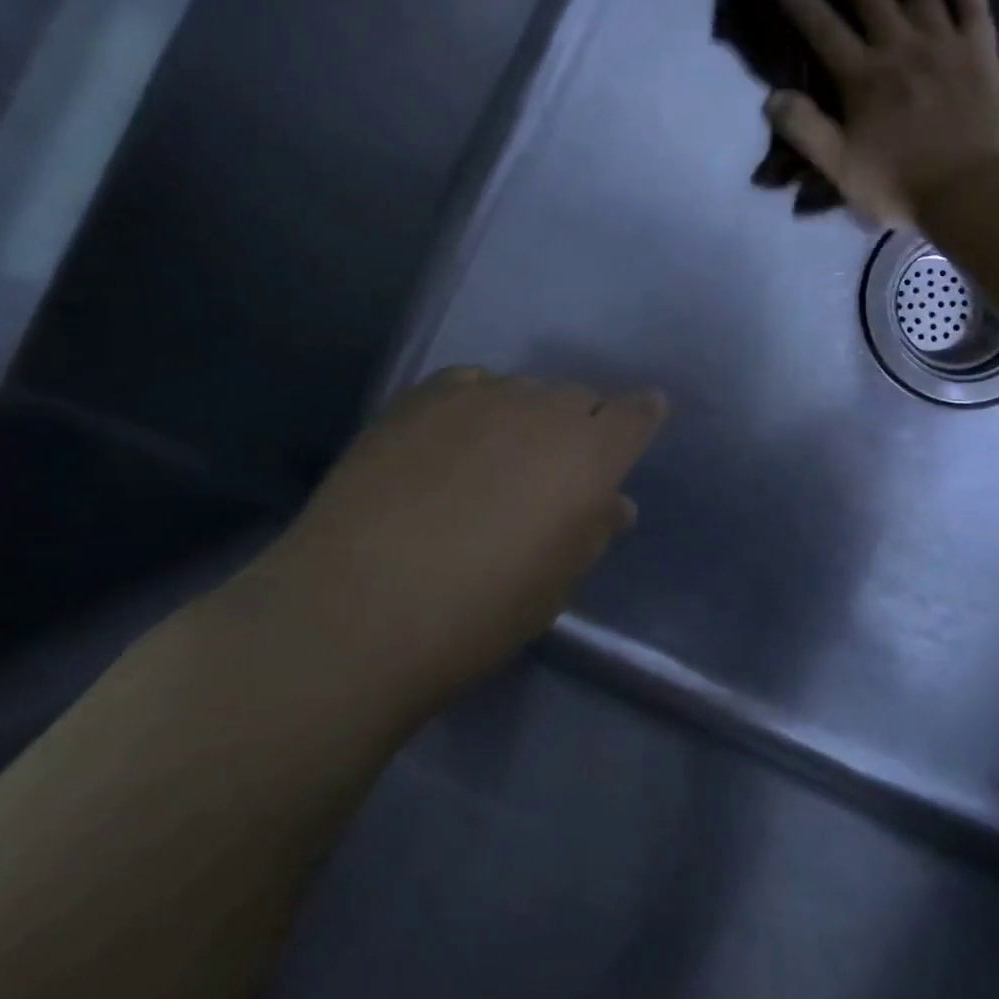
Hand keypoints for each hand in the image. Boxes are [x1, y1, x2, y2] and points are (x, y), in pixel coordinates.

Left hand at [245, 368, 667, 701]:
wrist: (356, 609)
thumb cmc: (479, 613)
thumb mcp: (556, 583)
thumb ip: (593, 529)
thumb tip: (614, 503)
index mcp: (591, 455)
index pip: (636, 414)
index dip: (642, 416)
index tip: (641, 420)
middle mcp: (544, 409)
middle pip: (578, 398)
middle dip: (578, 426)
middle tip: (552, 469)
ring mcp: (481, 395)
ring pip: (523, 391)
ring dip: (523, 418)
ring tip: (491, 461)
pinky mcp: (423, 396)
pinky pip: (469, 384)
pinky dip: (474, 406)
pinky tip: (449, 443)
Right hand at [770, 0, 998, 226]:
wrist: (973, 193)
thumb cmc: (901, 185)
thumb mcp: (841, 168)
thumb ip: (805, 130)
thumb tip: (772, 96)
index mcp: (863, 78)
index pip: (824, 30)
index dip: (801, 2)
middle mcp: (901, 48)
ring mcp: (944, 44)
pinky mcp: (980, 50)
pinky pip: (972, 2)